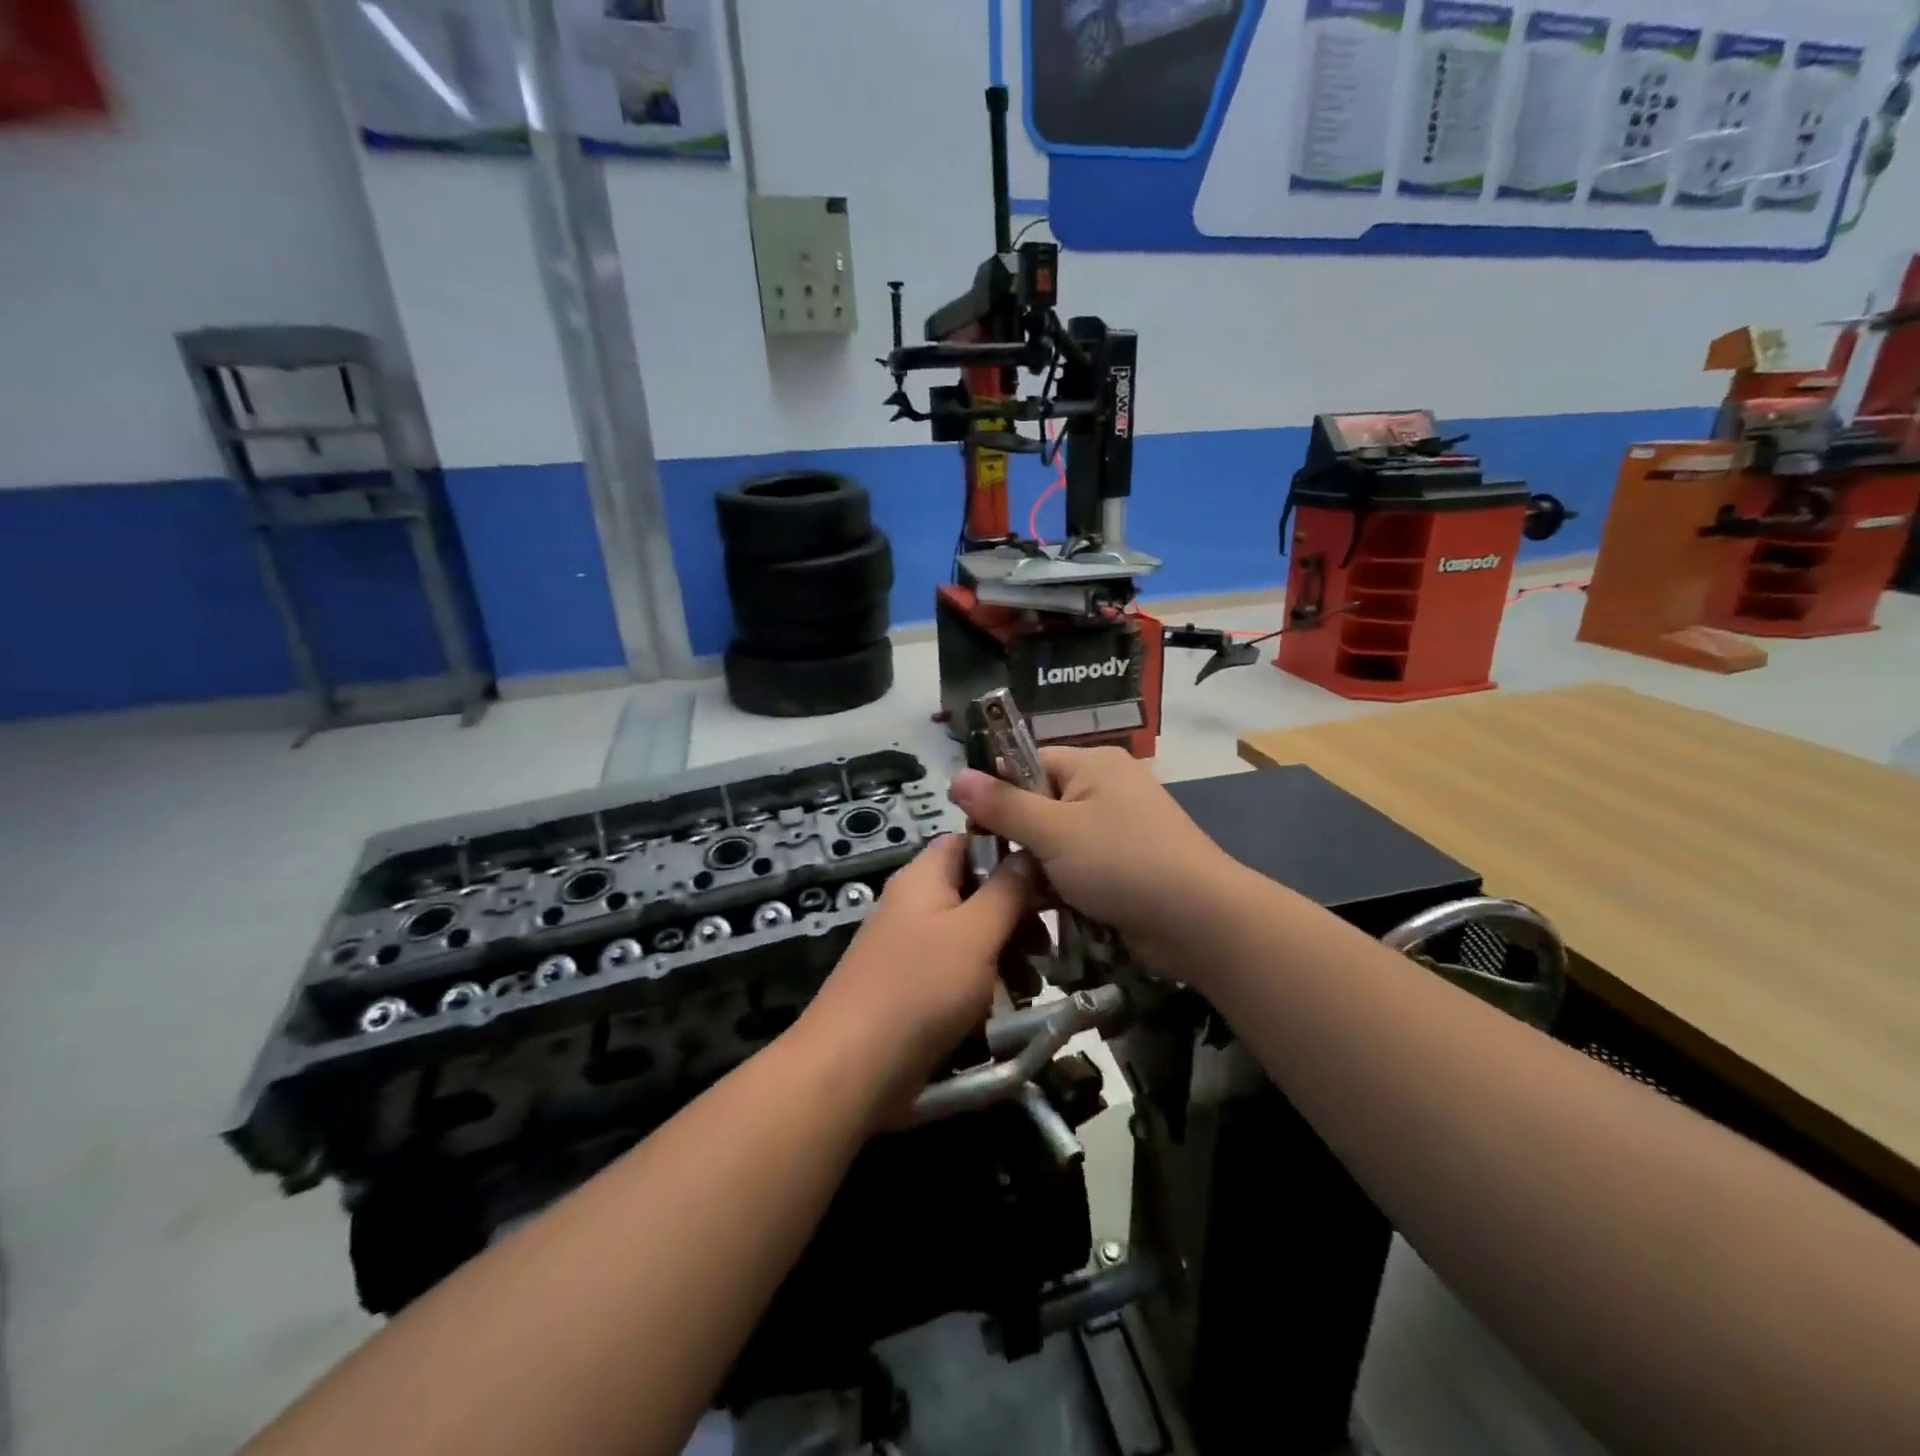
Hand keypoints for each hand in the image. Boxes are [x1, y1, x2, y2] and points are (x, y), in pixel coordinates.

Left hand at [796, 835, 1033, 1113]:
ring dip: (1006, 955)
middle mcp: (915, 903)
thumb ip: (1007, 890)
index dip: (1009, 854)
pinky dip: (984, 984)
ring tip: (1032, 986)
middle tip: (1047, 947)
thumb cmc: (921, 987)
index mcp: (924, 876)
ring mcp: (911, 946)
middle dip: (1016, 916)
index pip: (970, 841)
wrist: (853, 1067)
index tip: (1048, 880)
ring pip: (972, 935)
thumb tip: (1028, 852)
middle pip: (976, 891)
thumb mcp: (976, 933)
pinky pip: (957, 971)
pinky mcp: (913, 986)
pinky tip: (1006, 1010)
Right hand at [949, 746, 1239, 977]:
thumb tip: (955, 776)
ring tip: (1020, 895)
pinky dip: (1061, 885)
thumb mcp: (1053, 832)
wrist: (1198, 922)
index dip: (998, 793)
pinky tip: (1047, 909)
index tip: (975, 830)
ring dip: (1037, 868)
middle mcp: (1105, 789)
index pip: (1027, 764)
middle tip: (997, 870)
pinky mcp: (1124, 865)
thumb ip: (1002, 806)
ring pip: (1055, 842)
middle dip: (1018, 839)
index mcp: (1091, 765)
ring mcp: (1118, 829)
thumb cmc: (1121, 863)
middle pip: (1039, 804)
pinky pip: (1077, 866)